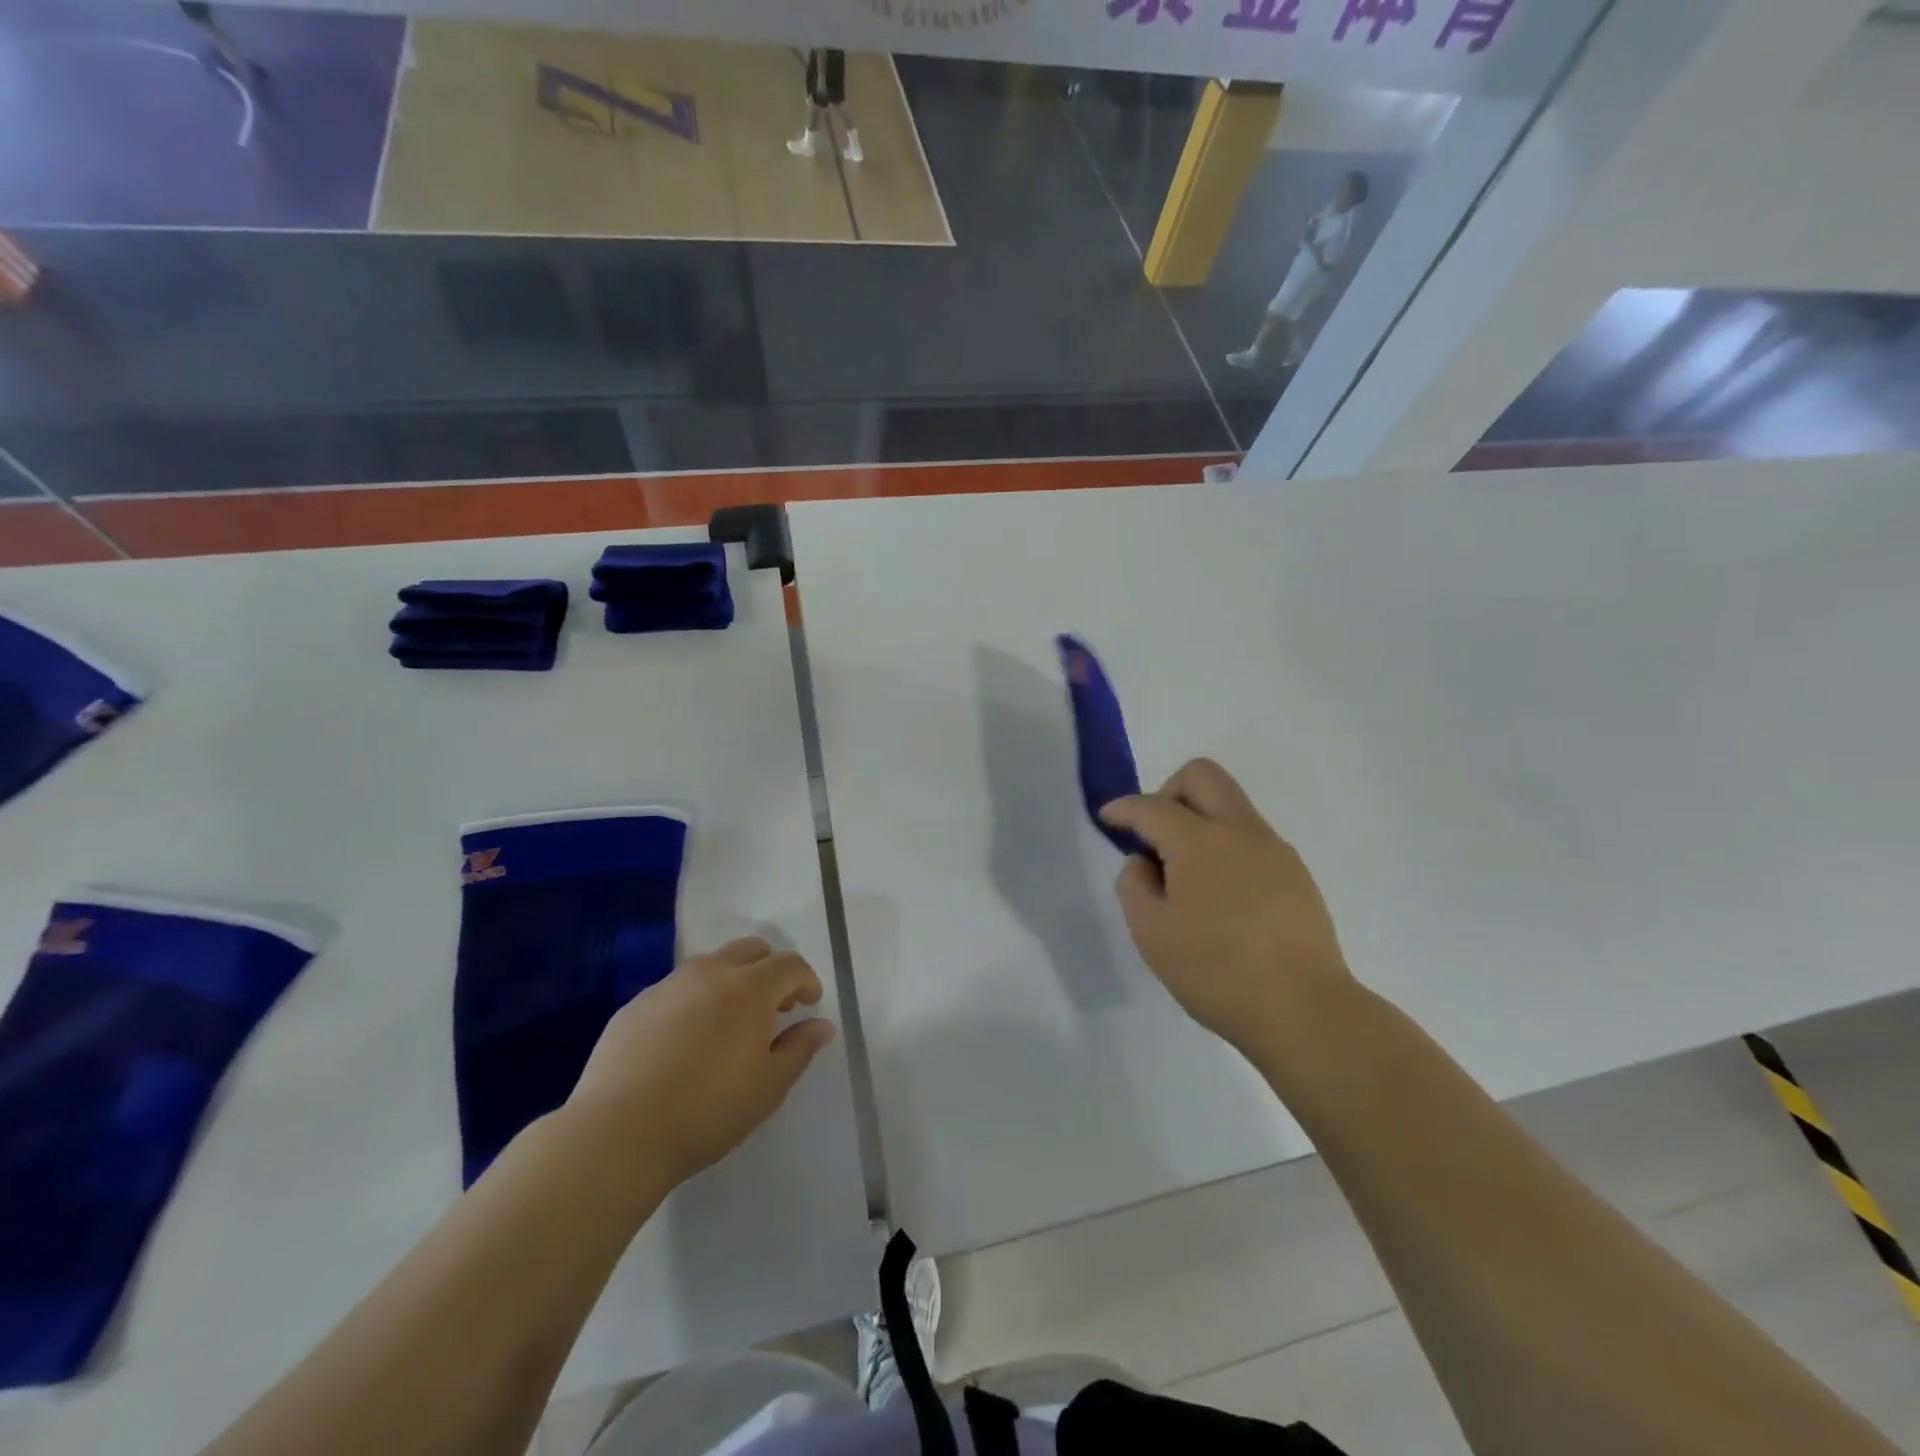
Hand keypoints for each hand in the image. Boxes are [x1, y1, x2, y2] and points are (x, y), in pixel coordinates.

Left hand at [564, 938, 836, 1189]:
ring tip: (728, 1023)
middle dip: (770, 969)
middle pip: (751, 950)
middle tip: (773, 1007)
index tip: (809, 1005)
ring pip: (710, 965)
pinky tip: (684, 1042)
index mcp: (749, 988)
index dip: (806, 980)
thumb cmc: (707, 1111)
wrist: (617, 1134)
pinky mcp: (634, 1006)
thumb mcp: (768, 1087)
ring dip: (730, 981)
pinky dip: (693, 1001)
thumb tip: (821, 1025)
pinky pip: (675, 990)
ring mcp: (667, 986)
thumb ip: (799, 1048)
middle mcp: (710, 973)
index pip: (790, 965)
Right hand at [1101, 758, 1349, 1053]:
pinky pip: (1251, 837)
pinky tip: (1221, 895)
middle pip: (1202, 776)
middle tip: (1155, 835)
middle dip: (1168, 791)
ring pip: (1230, 804)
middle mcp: (1239, 830)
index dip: (1122, 808)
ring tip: (1187, 874)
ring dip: (1200, 819)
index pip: (1151, 805)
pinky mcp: (1295, 873)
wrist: (1303, 1009)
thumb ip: (1134, 884)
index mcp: (1198, 840)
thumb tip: (1145, 862)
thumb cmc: (1215, 970)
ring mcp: (1274, 849)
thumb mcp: (1150, 932)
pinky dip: (1225, 846)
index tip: (1107, 818)